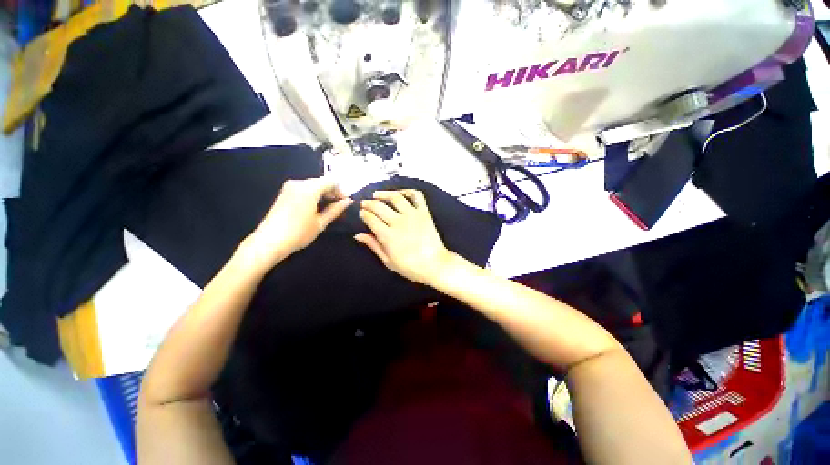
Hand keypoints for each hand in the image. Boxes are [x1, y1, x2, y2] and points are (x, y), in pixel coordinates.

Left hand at [242, 177, 351, 270]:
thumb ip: (336, 209)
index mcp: (309, 189)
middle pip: (321, 182)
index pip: (331, 181)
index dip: (341, 190)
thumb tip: (348, 201)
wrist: (269, 242)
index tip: (345, 202)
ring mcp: (289, 187)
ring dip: (323, 194)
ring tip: (329, 209)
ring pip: (313, 185)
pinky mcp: (284, 193)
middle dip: (332, 192)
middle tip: (339, 206)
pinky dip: (313, 195)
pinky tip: (316, 208)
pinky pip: (304, 189)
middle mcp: (298, 183)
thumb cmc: (299, 233)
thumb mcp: (321, 223)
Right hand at [354, 190, 452, 285]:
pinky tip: (400, 193)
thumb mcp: (388, 261)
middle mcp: (398, 222)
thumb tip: (358, 235)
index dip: (363, 214)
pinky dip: (408, 191)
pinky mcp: (424, 212)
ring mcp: (412, 215)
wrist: (435, 264)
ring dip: (384, 193)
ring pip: (395, 197)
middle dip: (368, 203)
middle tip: (364, 203)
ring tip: (376, 194)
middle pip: (379, 206)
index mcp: (387, 236)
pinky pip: (416, 196)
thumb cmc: (410, 267)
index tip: (362, 213)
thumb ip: (373, 245)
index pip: (370, 218)